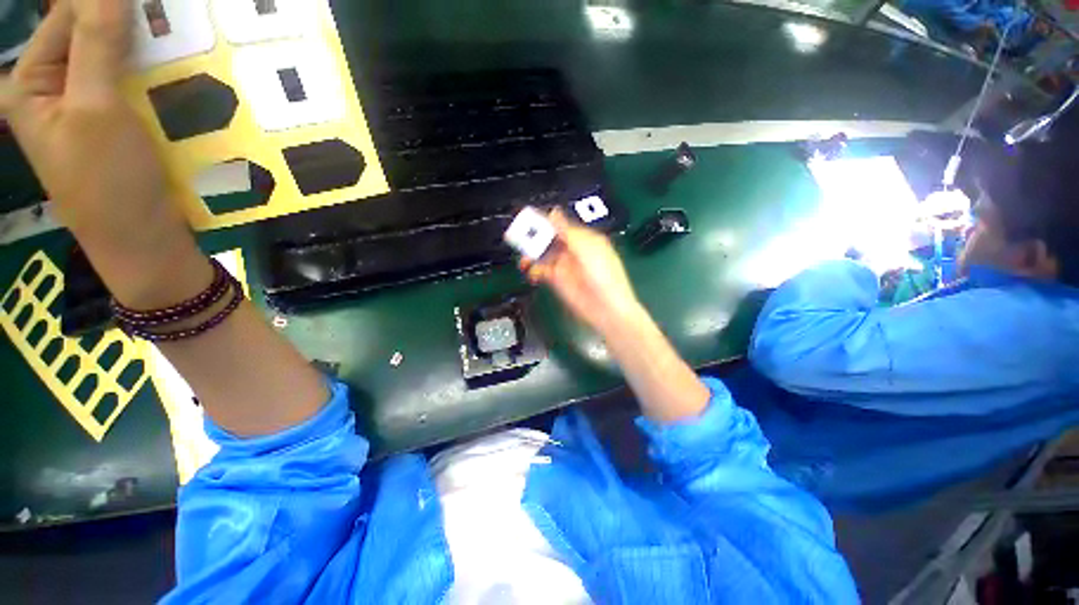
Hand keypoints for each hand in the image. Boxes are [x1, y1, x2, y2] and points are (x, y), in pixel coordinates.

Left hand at [0, 0, 208, 307]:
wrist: (143, 240)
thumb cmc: (108, 182)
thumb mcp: (96, 110)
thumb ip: (96, 44)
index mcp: (31, 81)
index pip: (68, 17)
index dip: (107, 5)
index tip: (147, 9)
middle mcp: (54, 86)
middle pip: (92, 34)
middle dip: (129, 27)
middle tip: (162, 26)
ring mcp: (86, 105)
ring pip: (118, 56)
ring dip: (146, 50)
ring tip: (174, 48)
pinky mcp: (116, 121)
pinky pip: (134, 82)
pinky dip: (154, 74)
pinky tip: (174, 75)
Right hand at [520, 209, 644, 333]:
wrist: (607, 308)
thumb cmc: (603, 275)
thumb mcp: (587, 249)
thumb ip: (568, 232)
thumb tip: (553, 212)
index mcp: (584, 239)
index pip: (561, 226)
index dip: (545, 222)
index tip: (528, 219)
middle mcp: (573, 250)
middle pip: (549, 239)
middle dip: (535, 238)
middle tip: (520, 238)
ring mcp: (565, 266)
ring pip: (543, 254)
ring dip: (532, 254)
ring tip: (524, 258)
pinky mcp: (558, 281)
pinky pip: (542, 270)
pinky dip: (534, 269)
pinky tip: (530, 271)